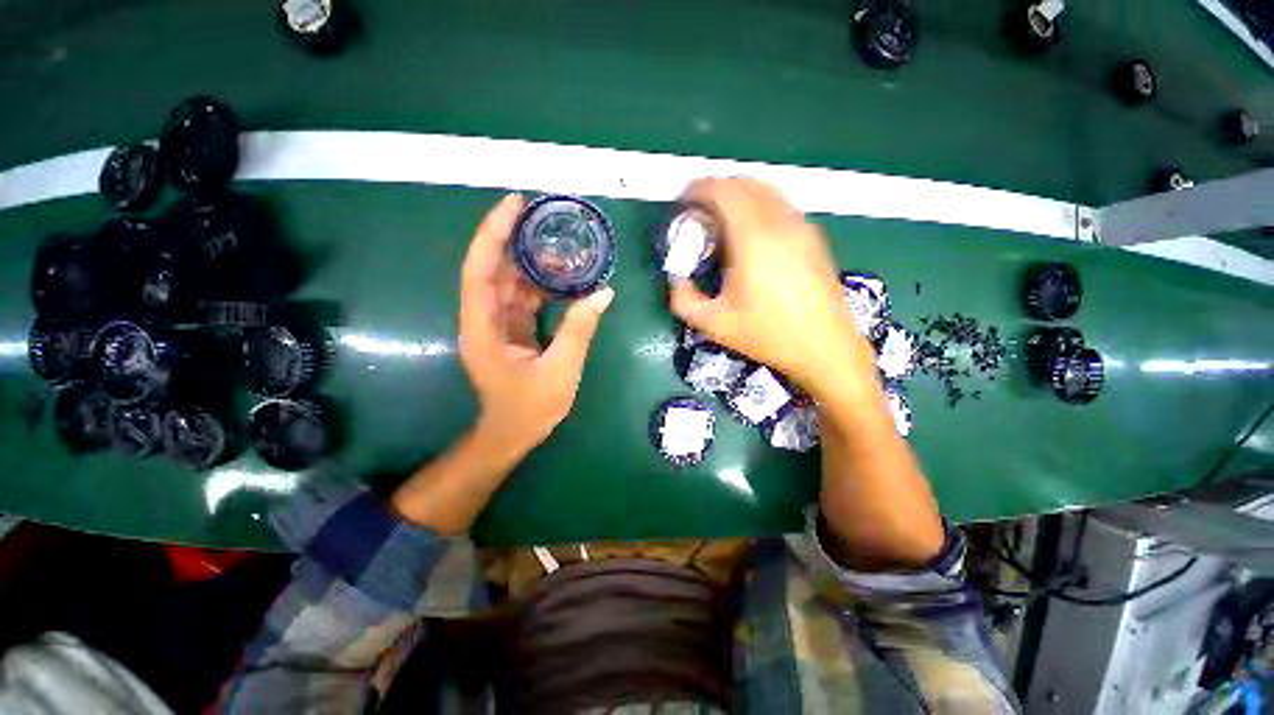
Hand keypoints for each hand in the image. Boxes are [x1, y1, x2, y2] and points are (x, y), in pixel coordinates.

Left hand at [459, 193, 614, 460]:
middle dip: (517, 240)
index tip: (513, 204)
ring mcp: (497, 324)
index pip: (481, 270)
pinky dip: (543, 287)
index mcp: (484, 328)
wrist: (511, 435)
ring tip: (565, 251)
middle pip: (494, 269)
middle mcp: (484, 319)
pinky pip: (524, 299)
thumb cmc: (530, 409)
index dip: (494, 234)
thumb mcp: (560, 370)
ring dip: (535, 266)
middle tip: (545, 217)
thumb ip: (579, 330)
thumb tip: (603, 293)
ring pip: (511, 283)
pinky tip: (565, 281)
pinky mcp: (511, 331)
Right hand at [669, 178, 874, 399]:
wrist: (824, 348)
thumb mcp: (713, 325)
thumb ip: (683, 300)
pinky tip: (753, 235)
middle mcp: (780, 222)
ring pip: (767, 191)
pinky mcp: (815, 238)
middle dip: (717, 189)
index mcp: (753, 238)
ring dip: (740, 196)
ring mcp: (802, 227)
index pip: (723, 190)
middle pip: (745, 183)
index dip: (699, 188)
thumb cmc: (767, 335)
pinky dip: (761, 207)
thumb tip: (676, 279)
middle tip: (700, 211)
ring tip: (724, 221)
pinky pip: (782, 206)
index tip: (684, 200)